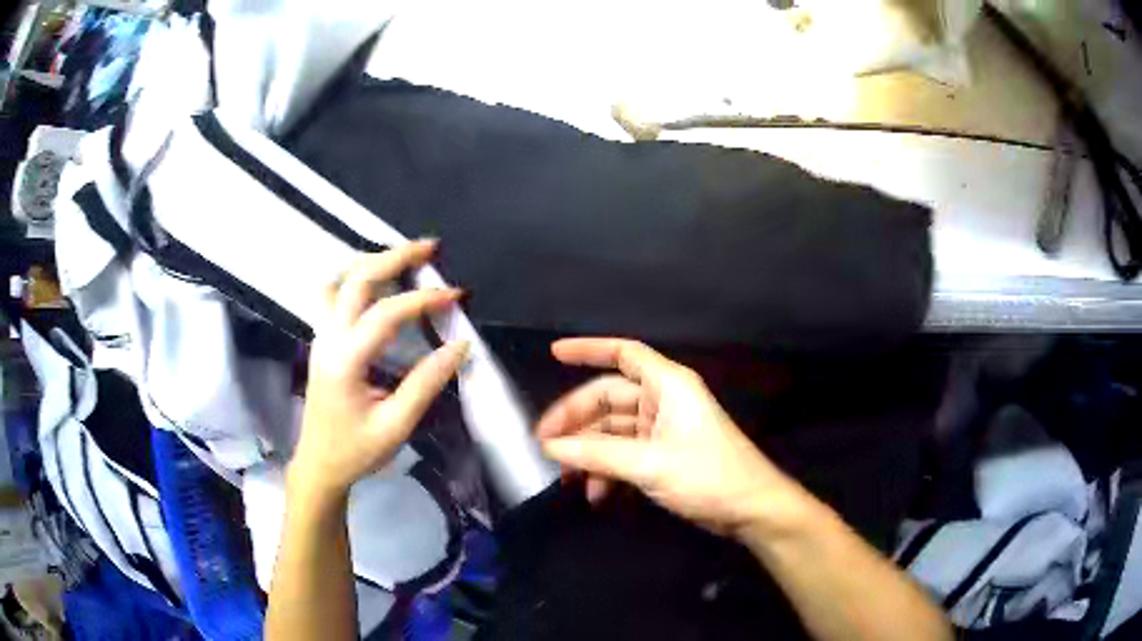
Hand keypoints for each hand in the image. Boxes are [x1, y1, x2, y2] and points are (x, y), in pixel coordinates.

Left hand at [290, 241, 469, 502]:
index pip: (386, 314)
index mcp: (345, 361)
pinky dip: (354, 277)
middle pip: (355, 279)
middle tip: (430, 247)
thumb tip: (459, 346)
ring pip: (338, 281)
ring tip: (403, 258)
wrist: (319, 466)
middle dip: (394, 256)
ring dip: (370, 262)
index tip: (457, 295)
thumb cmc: (356, 451)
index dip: (423, 299)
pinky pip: (332, 294)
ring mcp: (320, 337)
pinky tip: (375, 282)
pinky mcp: (321, 341)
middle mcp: (328, 339)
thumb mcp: (396, 426)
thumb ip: (426, 383)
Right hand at [537, 338, 809, 539]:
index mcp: (667, 386)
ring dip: (589, 454)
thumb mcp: (649, 464)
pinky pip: (624, 454)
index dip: (589, 349)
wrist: (750, 509)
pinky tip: (596, 494)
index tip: (554, 354)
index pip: (624, 353)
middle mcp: (663, 401)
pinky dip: (607, 471)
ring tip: (567, 479)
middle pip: (608, 399)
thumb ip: (597, 455)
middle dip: (576, 423)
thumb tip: (550, 448)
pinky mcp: (662, 456)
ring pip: (612, 431)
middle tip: (545, 446)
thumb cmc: (708, 475)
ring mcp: (662, 430)